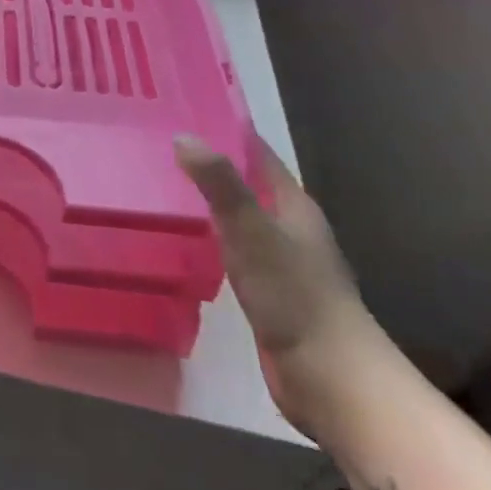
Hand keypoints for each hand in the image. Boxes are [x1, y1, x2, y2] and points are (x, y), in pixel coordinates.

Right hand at [176, 134, 389, 440]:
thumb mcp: (252, 232)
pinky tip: (183, 238)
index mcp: (293, 206)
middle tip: (159, 145)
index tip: (184, 110)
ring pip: (238, 217)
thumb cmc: (295, 296)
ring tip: (161, 184)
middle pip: (246, 183)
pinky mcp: (268, 292)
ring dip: (208, 201)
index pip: (257, 153)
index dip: (226, 129)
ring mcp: (281, 261)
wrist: (331, 379)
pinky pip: (233, 249)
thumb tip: (184, 136)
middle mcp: (290, 227)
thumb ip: (220, 184)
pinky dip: (209, 235)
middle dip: (210, 163)